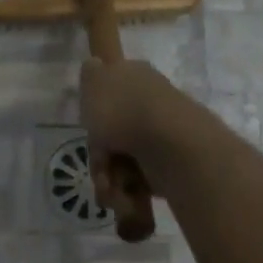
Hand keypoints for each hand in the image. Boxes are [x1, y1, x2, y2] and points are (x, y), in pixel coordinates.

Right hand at [78, 60, 186, 196]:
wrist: (168, 143)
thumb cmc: (123, 110)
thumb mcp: (95, 80)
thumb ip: (91, 73)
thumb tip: (95, 65)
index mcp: (136, 78)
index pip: (111, 93)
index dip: (96, 114)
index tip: (90, 128)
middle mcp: (150, 104)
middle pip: (113, 134)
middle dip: (101, 157)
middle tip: (101, 166)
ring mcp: (162, 135)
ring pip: (123, 161)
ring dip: (111, 179)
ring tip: (112, 189)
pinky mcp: (171, 165)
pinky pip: (140, 181)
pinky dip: (129, 191)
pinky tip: (126, 196)